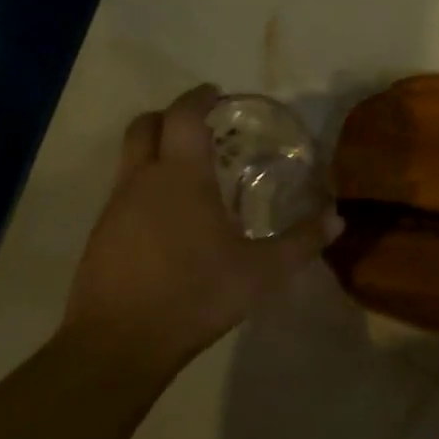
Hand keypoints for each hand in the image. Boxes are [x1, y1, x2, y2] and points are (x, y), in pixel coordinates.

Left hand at [64, 85, 339, 371]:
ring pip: (130, 160)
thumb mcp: (262, 272)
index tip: (217, 94)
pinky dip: (145, 188)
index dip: (199, 97)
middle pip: (145, 126)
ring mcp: (114, 208)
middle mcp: (142, 180)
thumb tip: (338, 218)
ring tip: (192, 177)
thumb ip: (301, 241)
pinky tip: (169, 220)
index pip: (183, 115)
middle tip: (202, 129)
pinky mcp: (100, 236)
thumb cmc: (196, 294)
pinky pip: (123, 193)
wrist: (118, 344)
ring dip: (157, 153)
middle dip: (171, 117)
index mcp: (181, 176)